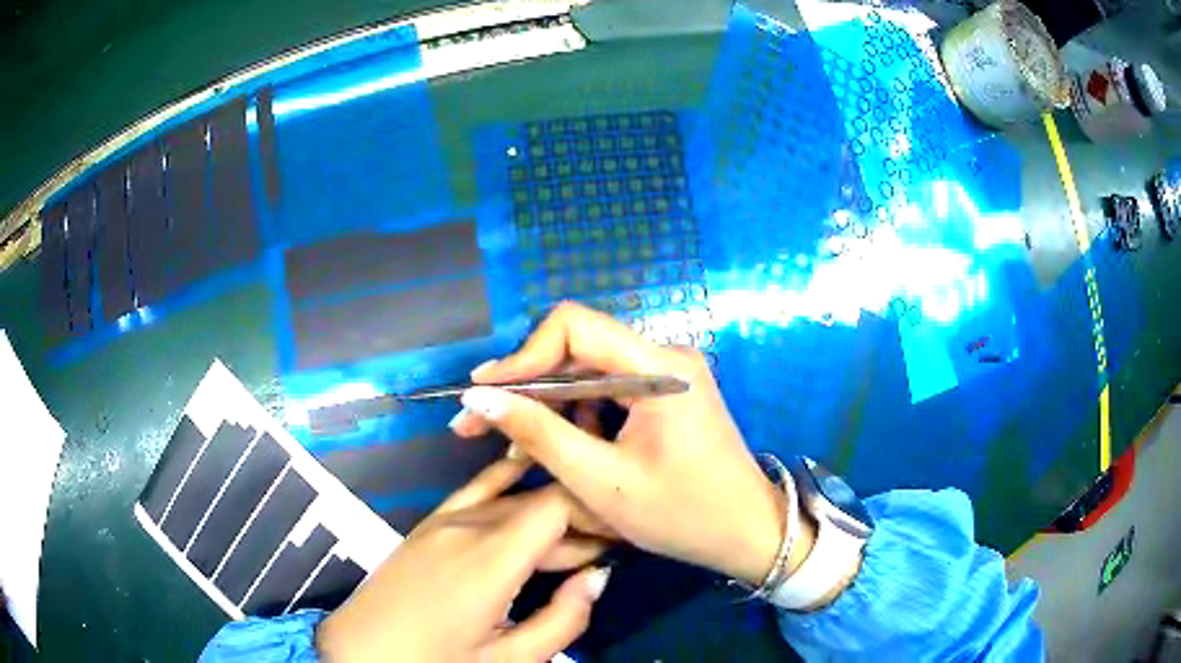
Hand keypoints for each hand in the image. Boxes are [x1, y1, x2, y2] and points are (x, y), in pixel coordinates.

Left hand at [317, 459, 610, 661]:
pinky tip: (525, 469)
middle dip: (578, 517)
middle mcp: (468, 525)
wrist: (360, 653)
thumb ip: (562, 619)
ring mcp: (442, 520)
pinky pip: (475, 491)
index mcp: (490, 559)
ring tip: (578, 534)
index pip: (559, 504)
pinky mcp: (427, 524)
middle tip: (607, 547)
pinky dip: (506, 480)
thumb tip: (599, 576)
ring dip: (549, 510)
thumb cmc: (436, 662)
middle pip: (537, 500)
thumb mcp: (508, 661)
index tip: (623, 530)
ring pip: (512, 496)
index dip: (597, 508)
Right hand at [450, 302, 814, 586]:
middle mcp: (665, 357)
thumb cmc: (683, 515)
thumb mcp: (601, 481)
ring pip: (588, 373)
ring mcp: (668, 375)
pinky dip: (575, 417)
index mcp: (659, 367)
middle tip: (478, 423)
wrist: (748, 534)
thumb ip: (538, 433)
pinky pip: (608, 393)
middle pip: (578, 350)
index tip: (482, 392)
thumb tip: (478, 397)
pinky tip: (553, 447)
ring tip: (509, 445)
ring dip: (546, 405)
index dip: (521, 355)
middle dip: (525, 385)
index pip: (574, 326)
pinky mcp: (667, 396)